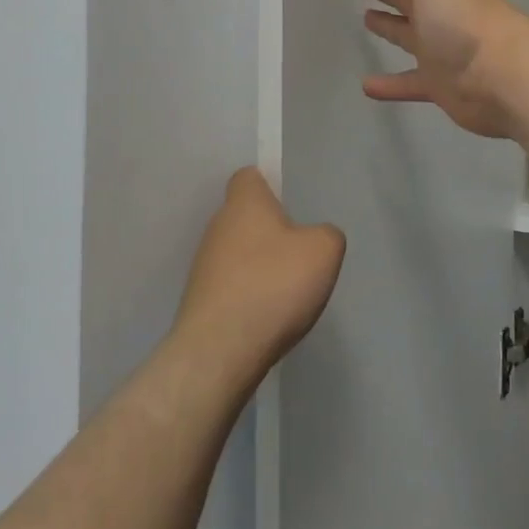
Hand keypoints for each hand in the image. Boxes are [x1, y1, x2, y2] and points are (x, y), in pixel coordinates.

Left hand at [173, 169, 345, 389]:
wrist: (219, 352)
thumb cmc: (273, 285)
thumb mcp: (324, 251)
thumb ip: (327, 234)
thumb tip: (316, 238)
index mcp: (244, 204)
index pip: (248, 177)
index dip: (269, 185)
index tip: (290, 205)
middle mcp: (217, 227)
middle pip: (245, 217)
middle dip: (270, 231)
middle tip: (299, 252)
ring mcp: (204, 266)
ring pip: (238, 253)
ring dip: (260, 266)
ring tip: (287, 291)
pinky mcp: (200, 302)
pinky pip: (231, 287)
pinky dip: (249, 296)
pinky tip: (269, 317)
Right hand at [344, 0, 528, 139]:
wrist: (501, 74)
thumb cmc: (462, 15)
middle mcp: (437, 9)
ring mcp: (438, 47)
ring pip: (406, 33)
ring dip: (387, 25)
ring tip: (365, 18)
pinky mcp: (438, 82)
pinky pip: (408, 82)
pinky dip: (389, 85)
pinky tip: (366, 85)